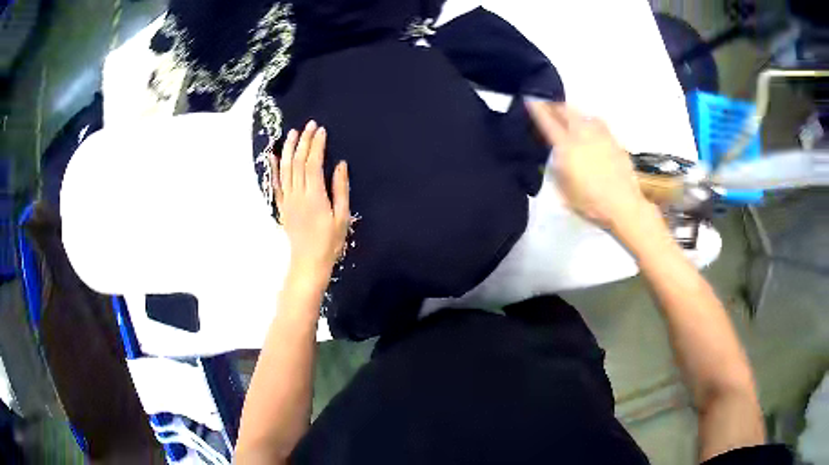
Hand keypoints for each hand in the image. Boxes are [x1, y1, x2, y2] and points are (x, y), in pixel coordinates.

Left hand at [270, 121, 349, 285]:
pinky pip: (275, 183)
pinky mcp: (282, 206)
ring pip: (285, 169)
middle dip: (304, 141)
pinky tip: (273, 155)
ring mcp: (287, 199)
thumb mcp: (342, 216)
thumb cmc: (330, 241)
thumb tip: (340, 165)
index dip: (316, 145)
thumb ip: (340, 189)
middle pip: (298, 162)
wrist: (309, 262)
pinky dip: (274, 168)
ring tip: (292, 133)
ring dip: (288, 149)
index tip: (321, 131)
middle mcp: (298, 194)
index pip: (313, 164)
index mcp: (314, 196)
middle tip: (309, 125)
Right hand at [526, 100, 653, 231]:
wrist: (623, 205)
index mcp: (567, 147)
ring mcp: (601, 136)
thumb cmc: (590, 202)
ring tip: (570, 116)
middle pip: (567, 111)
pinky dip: (590, 122)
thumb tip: (554, 156)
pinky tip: (591, 129)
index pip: (548, 122)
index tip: (530, 100)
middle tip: (548, 106)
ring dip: (574, 112)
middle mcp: (583, 135)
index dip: (538, 110)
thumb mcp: (564, 191)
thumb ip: (556, 169)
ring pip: (584, 115)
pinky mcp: (614, 141)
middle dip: (555, 106)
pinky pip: (599, 124)